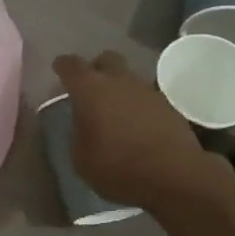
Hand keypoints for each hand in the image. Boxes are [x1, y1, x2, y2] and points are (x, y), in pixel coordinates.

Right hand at [51, 51, 226, 209]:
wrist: (175, 175)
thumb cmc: (119, 167)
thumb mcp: (82, 159)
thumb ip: (78, 134)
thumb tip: (84, 125)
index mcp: (90, 89)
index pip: (71, 65)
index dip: (63, 66)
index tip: (59, 70)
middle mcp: (119, 80)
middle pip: (105, 59)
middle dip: (96, 69)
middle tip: (90, 88)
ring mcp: (147, 90)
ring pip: (128, 78)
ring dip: (120, 89)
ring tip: (115, 112)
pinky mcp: (169, 105)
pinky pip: (146, 98)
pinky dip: (138, 106)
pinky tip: (137, 126)